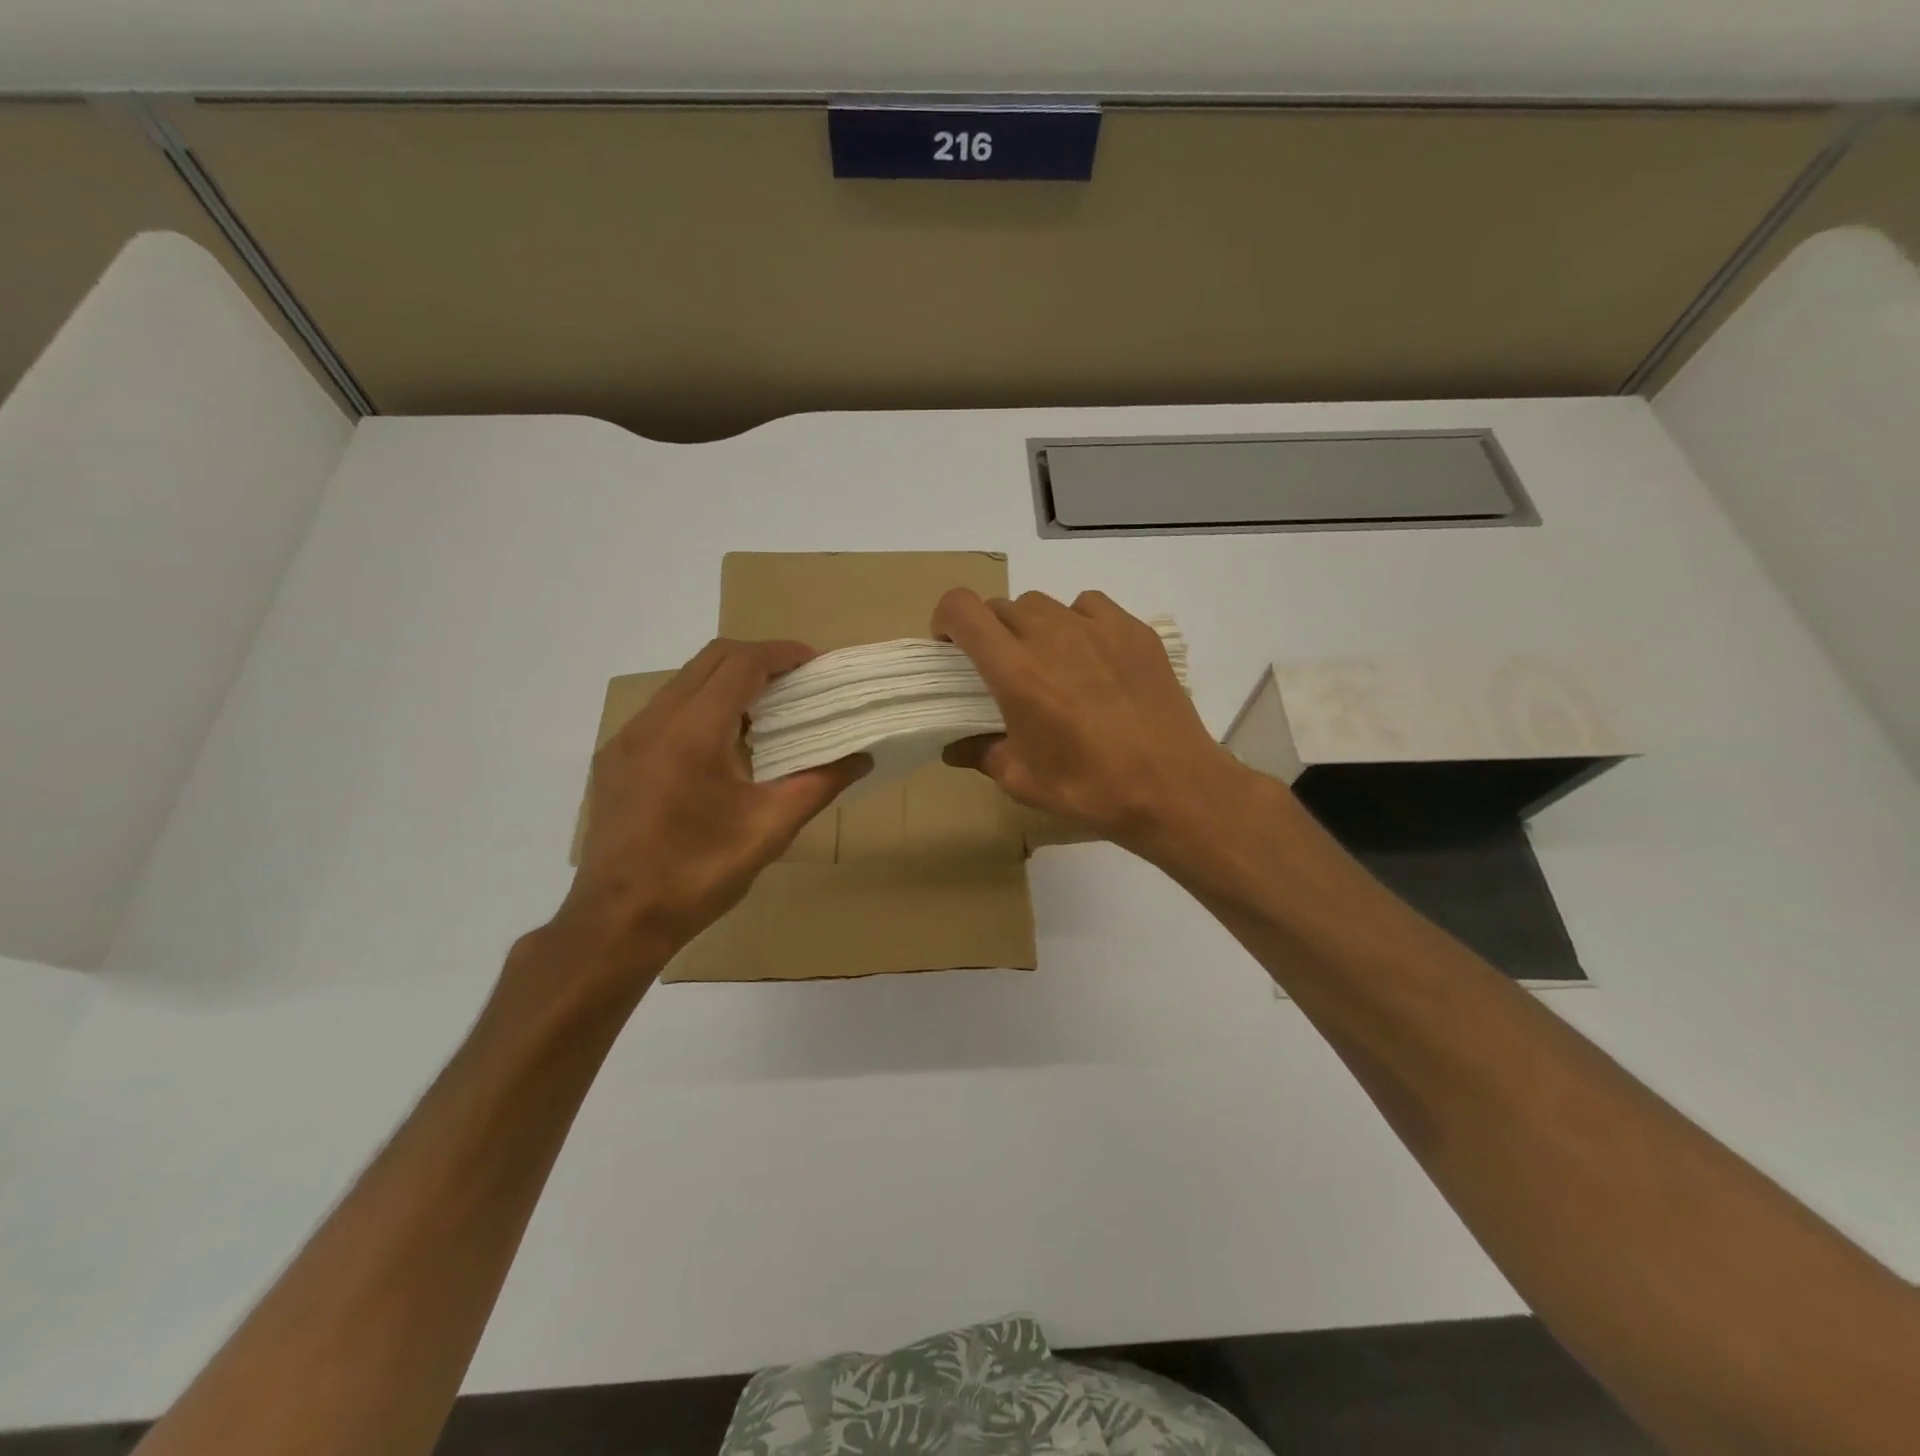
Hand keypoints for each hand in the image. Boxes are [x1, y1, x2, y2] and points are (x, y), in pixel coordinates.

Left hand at [550, 639, 868, 992]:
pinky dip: (702, 706)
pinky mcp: (616, 758)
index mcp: (693, 733)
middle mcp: (654, 721)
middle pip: (711, 660)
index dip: (782, 654)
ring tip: (768, 709)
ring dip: (728, 681)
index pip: (741, 664)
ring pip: (684, 682)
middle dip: (758, 659)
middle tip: (798, 681)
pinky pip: (665, 710)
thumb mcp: (770, 829)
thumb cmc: (699, 874)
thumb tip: (862, 757)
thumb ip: (819, 784)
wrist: (618, 920)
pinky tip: (723, 744)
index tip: (816, 663)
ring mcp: (628, 738)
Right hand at [931, 588, 1252, 856]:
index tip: (950, 648)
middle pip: (1002, 606)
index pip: (962, 609)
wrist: (1172, 786)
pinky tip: (1090, 655)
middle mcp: (1051, 635)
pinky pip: (1089, 606)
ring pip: (1044, 604)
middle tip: (1001, 668)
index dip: (946, 619)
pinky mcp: (1133, 630)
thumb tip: (953, 747)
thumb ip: (981, 754)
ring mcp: (1096, 627)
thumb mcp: (1023, 780)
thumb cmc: (1089, 788)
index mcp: (1015, 671)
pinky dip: (1076, 621)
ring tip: (1048, 662)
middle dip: (989, 631)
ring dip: (1031, 626)